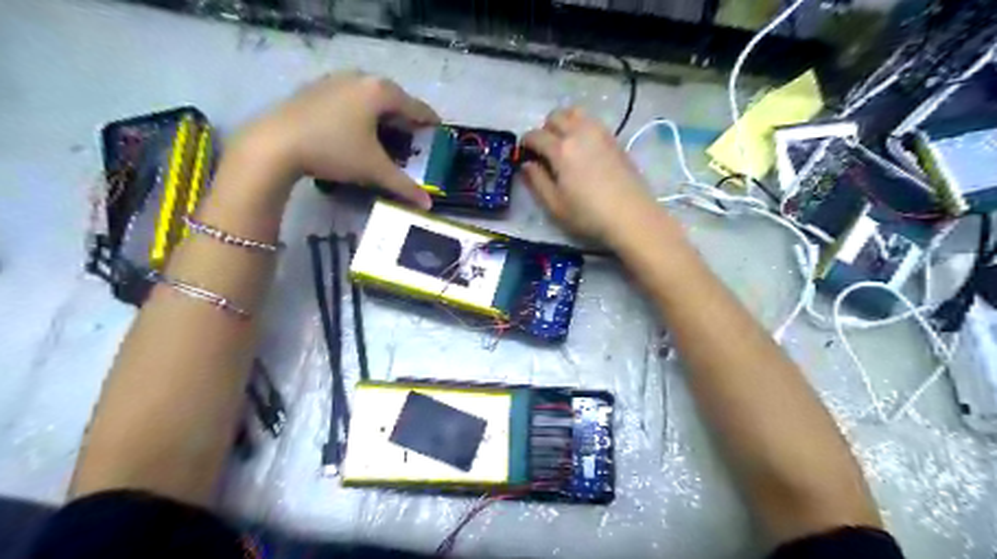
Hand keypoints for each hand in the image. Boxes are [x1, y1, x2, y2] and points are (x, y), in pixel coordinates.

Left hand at [236, 71, 439, 207]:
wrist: (274, 144)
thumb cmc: (334, 150)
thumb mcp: (373, 170)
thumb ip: (404, 186)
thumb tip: (428, 205)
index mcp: (380, 92)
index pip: (416, 107)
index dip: (430, 122)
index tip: (439, 133)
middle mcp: (360, 79)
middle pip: (393, 99)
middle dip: (405, 119)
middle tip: (413, 138)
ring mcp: (334, 80)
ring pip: (369, 97)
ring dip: (382, 115)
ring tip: (386, 135)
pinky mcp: (315, 88)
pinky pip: (349, 98)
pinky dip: (360, 112)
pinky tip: (355, 130)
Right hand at [524, 107, 660, 246]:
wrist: (631, 216)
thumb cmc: (588, 215)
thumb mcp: (555, 205)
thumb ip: (537, 182)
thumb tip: (526, 164)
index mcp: (561, 149)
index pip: (535, 135)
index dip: (525, 143)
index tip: (523, 155)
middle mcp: (579, 133)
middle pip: (555, 116)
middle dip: (544, 129)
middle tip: (544, 150)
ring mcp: (600, 133)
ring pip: (575, 113)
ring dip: (564, 123)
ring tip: (563, 144)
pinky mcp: (614, 139)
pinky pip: (592, 122)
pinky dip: (581, 127)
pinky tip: (583, 148)